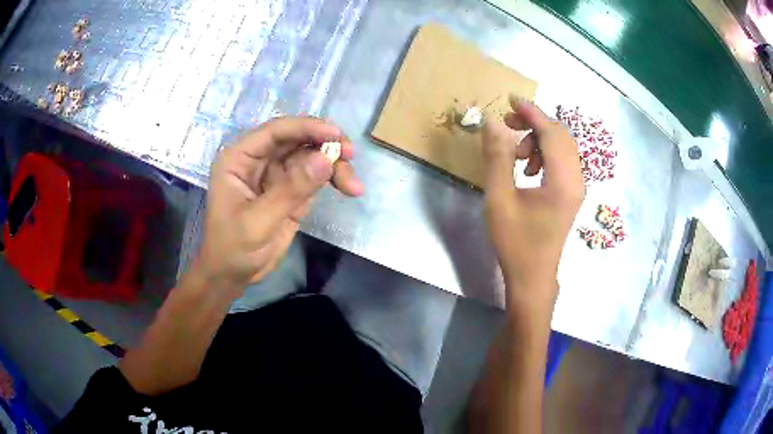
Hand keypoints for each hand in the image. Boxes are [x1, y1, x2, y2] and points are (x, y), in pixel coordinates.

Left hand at [187, 117, 363, 294]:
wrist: (232, 275)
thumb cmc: (232, 248)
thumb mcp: (257, 222)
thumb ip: (290, 191)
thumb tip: (326, 159)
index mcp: (240, 158)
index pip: (275, 132)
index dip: (306, 127)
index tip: (336, 135)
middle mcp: (259, 160)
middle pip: (297, 140)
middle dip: (325, 145)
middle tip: (350, 156)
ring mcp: (276, 174)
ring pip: (310, 156)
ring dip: (334, 165)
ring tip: (353, 186)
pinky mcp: (291, 190)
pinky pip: (316, 176)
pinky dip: (333, 179)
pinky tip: (349, 189)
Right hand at [482, 98, 584, 306]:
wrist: (533, 277)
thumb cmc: (515, 242)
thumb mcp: (499, 199)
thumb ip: (497, 157)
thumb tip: (492, 122)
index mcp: (563, 181)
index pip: (552, 133)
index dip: (531, 112)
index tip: (510, 99)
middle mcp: (577, 180)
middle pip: (561, 136)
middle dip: (534, 123)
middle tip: (507, 125)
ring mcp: (577, 187)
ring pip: (563, 147)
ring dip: (539, 139)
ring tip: (516, 154)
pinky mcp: (572, 193)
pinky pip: (563, 161)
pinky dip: (545, 154)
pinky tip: (528, 169)